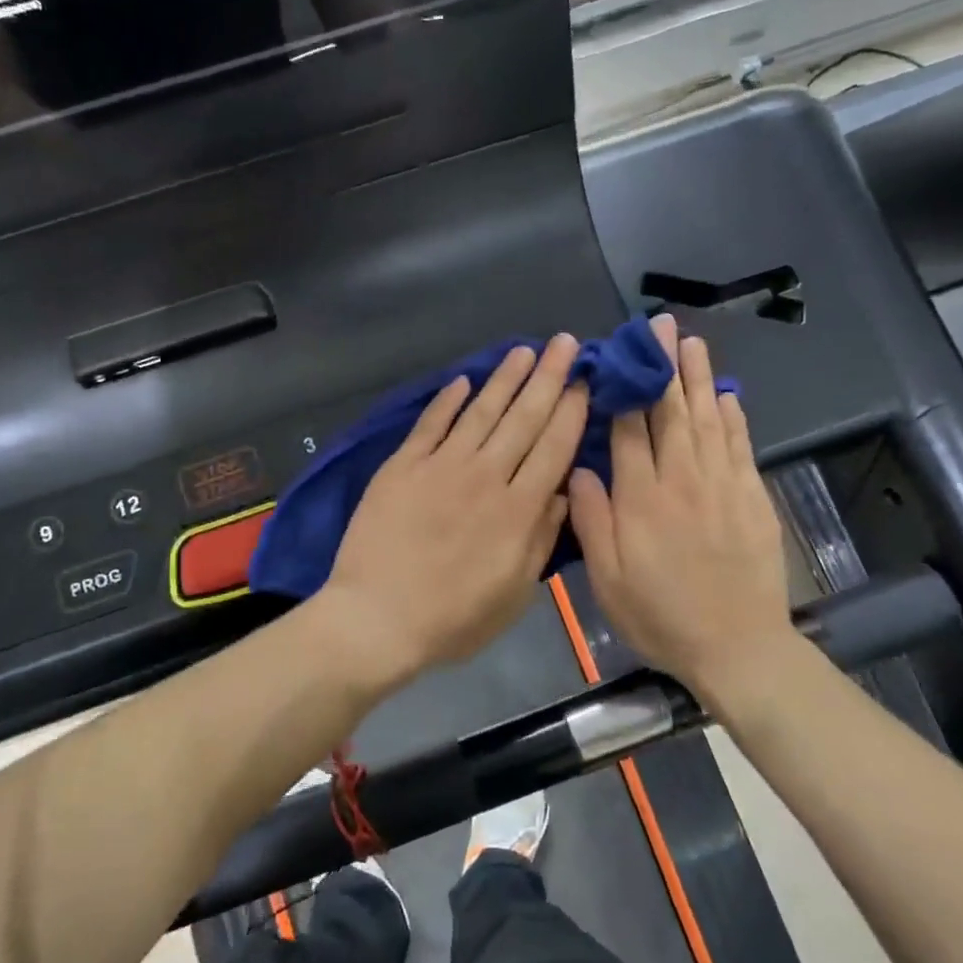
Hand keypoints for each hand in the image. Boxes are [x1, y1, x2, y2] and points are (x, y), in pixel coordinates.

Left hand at [323, 336, 588, 682]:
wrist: (377, 618)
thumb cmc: (453, 619)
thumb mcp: (514, 594)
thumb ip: (541, 539)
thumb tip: (564, 492)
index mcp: (518, 510)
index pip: (553, 448)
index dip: (571, 411)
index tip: (586, 380)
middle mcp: (485, 477)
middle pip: (523, 419)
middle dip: (548, 378)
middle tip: (564, 343)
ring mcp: (441, 467)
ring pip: (481, 412)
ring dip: (504, 378)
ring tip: (524, 350)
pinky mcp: (403, 467)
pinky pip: (430, 425)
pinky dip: (447, 401)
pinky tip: (463, 380)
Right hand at [568, 315, 799, 704]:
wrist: (738, 648)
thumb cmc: (660, 615)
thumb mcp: (607, 579)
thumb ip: (591, 520)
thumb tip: (578, 467)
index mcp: (641, 498)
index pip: (629, 428)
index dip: (623, 388)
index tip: (617, 354)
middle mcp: (682, 480)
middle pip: (672, 411)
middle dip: (663, 365)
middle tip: (659, 325)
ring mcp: (723, 486)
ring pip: (708, 419)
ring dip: (698, 378)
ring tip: (691, 342)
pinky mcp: (752, 498)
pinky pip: (740, 446)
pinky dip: (733, 417)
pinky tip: (727, 395)